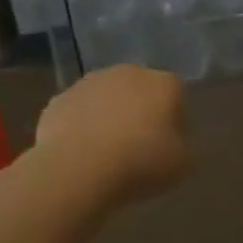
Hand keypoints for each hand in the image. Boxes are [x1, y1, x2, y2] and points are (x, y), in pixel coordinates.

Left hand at [36, 66, 189, 205]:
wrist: (77, 169)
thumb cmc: (140, 163)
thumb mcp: (182, 164)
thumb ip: (183, 145)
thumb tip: (173, 140)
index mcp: (163, 83)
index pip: (176, 95)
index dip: (175, 120)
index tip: (169, 145)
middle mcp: (127, 73)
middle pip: (139, 90)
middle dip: (140, 112)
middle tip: (139, 147)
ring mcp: (89, 83)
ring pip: (106, 98)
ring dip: (109, 117)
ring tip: (107, 152)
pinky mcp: (59, 99)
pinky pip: (79, 113)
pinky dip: (82, 127)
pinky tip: (82, 153)